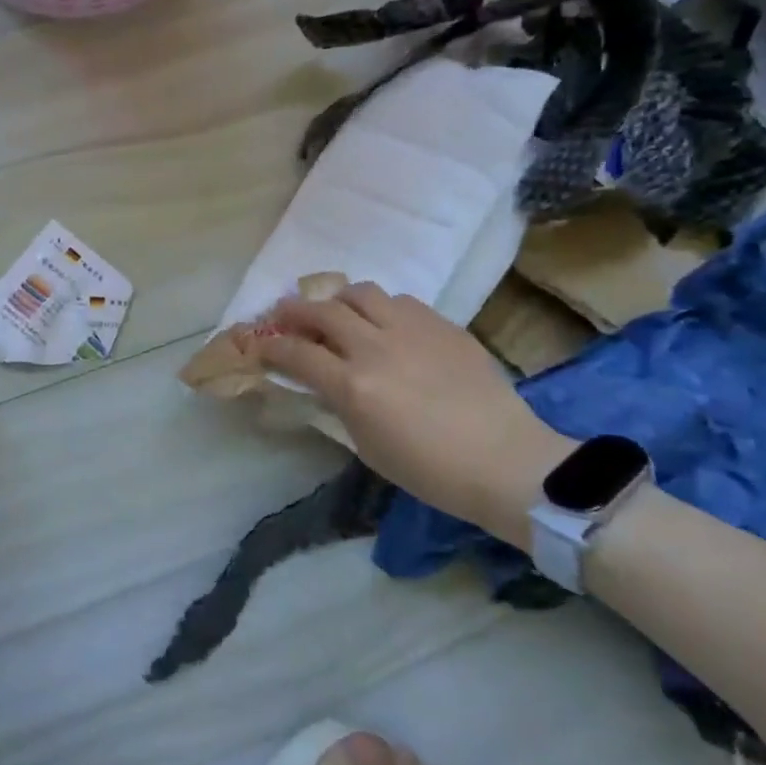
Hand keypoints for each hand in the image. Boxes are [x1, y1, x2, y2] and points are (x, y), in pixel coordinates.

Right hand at [262, 283, 575, 546]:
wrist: (507, 461)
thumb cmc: (431, 470)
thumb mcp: (367, 446)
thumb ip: (339, 406)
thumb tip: (321, 382)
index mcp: (354, 386)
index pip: (296, 354)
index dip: (270, 347)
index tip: (259, 345)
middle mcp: (376, 348)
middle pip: (322, 311)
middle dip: (294, 311)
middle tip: (283, 314)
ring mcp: (412, 330)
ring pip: (361, 293)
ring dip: (339, 301)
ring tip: (336, 312)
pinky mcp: (442, 325)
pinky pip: (400, 301)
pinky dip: (381, 308)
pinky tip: (385, 324)